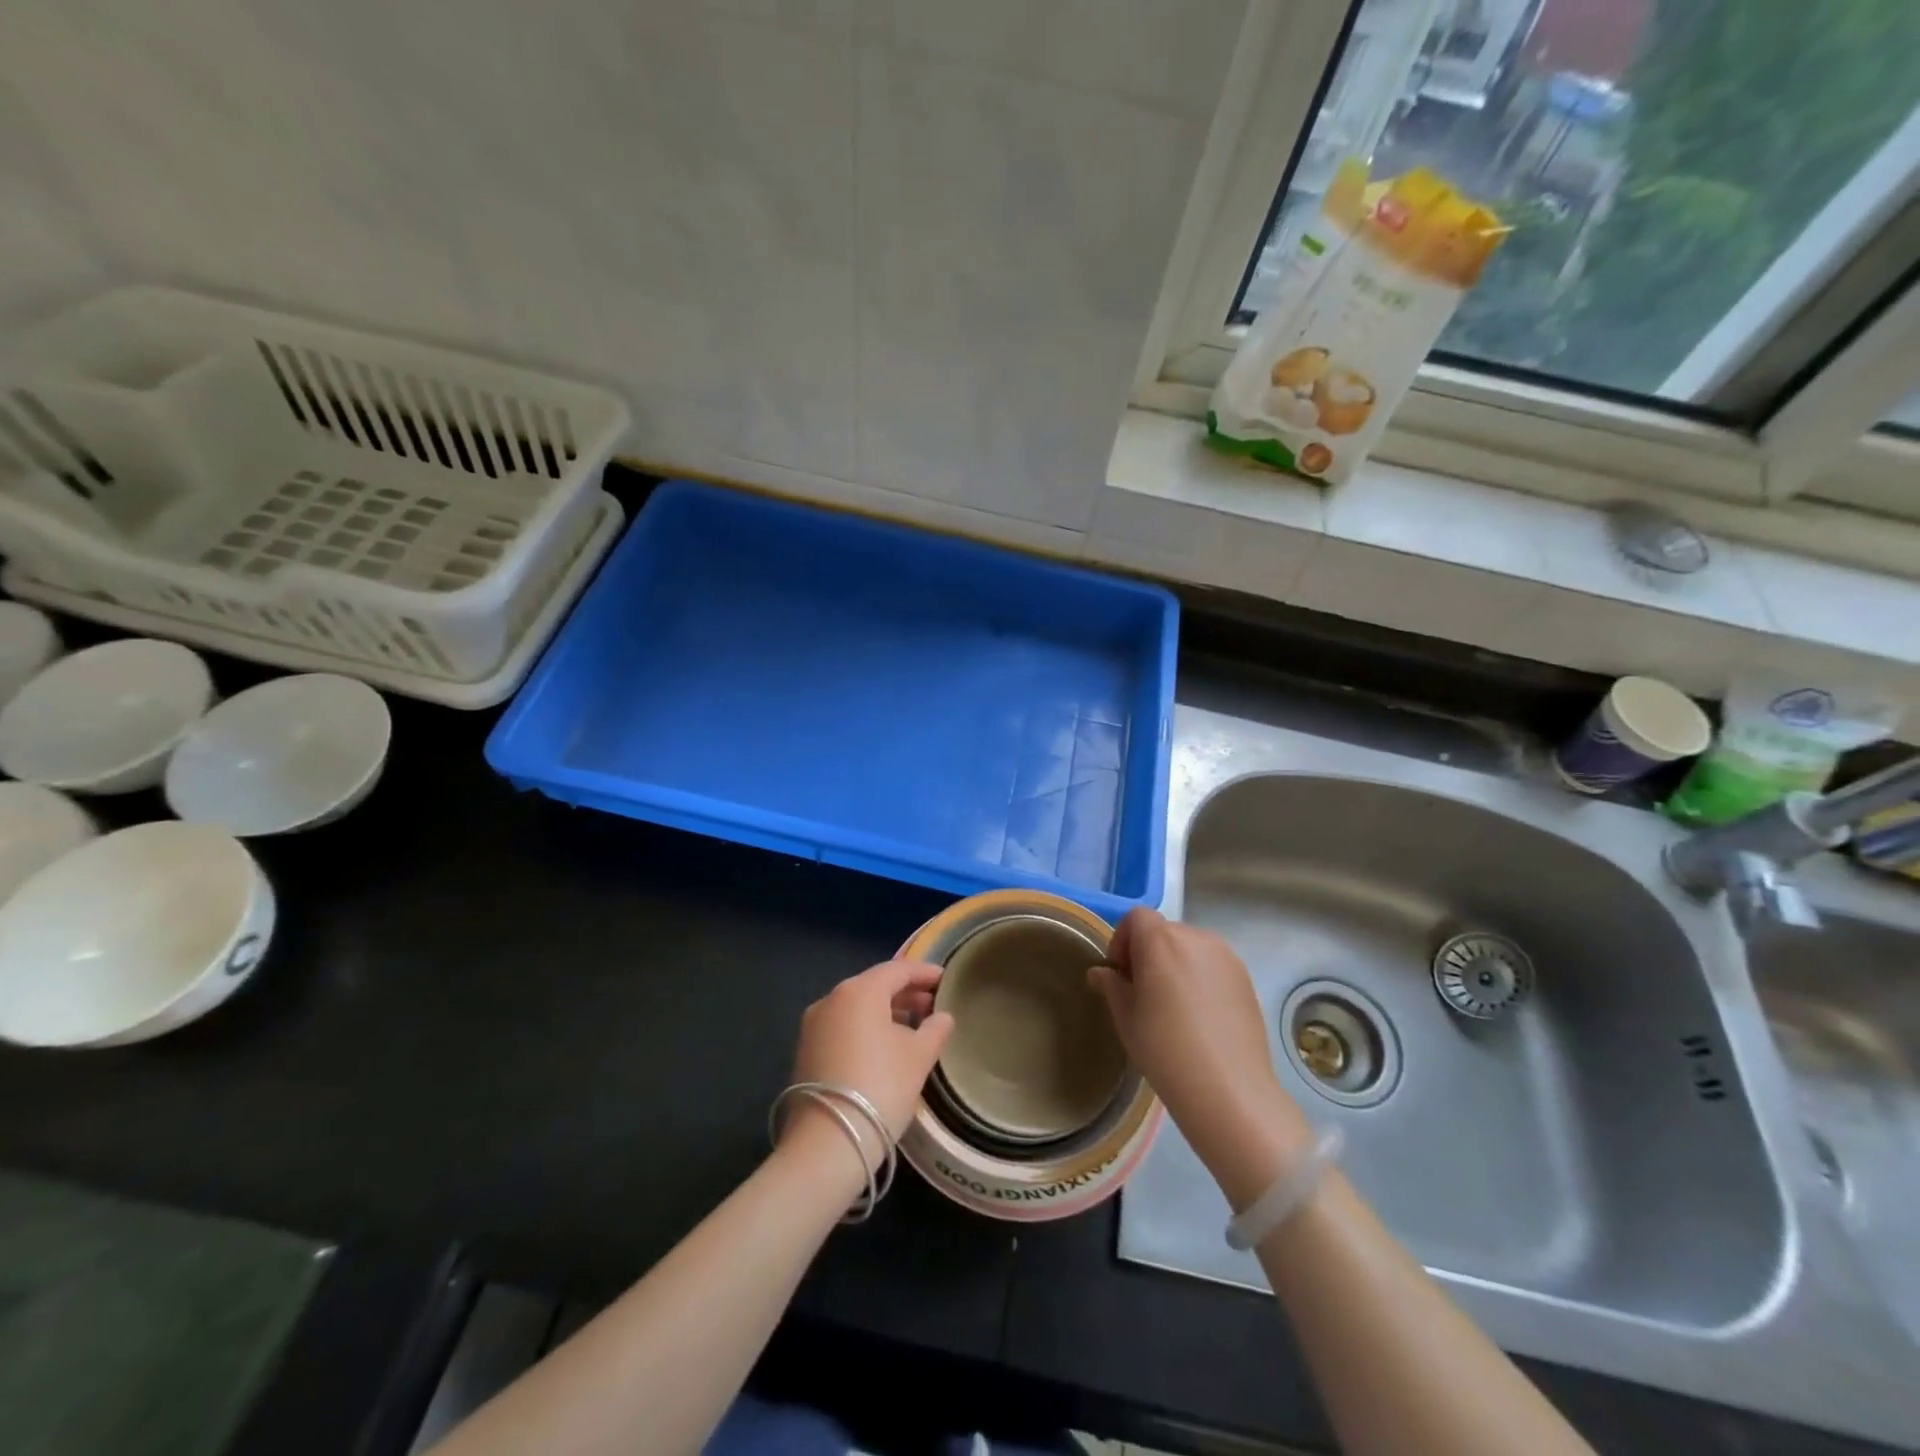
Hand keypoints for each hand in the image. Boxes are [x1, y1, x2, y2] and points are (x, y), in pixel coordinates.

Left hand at [786, 960, 953, 1157]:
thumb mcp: (918, 1057)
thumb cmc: (881, 1086)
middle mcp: (832, 999)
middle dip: (905, 992)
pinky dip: (865, 1028)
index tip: (945, 978)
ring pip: (857, 1007)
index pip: (897, 970)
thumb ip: (935, 1030)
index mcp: (860, 991)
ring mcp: (814, 1025)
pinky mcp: (806, 1051)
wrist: (827, 1142)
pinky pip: (843, 1026)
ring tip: (912, 1026)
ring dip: (885, 1011)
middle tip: (932, 1004)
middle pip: (874, 986)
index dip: (924, 972)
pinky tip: (884, 1046)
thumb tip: (943, 1017)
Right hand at [1090, 909, 1313, 1203]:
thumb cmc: (1165, 1050)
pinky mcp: (1245, 977)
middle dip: (1148, 953)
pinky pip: (1212, 964)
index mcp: (1161, 941)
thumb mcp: (1126, 1018)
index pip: (1136, 918)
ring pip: (1189, 946)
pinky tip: (1199, 1015)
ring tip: (1173, 1005)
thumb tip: (1101, 972)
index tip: (1121, 974)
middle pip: (1163, 930)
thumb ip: (1111, 986)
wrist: (1229, 1090)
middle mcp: (1195, 937)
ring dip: (1175, 963)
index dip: (1122, 940)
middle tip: (1143, 992)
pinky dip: (1199, 976)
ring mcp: (1225, 956)